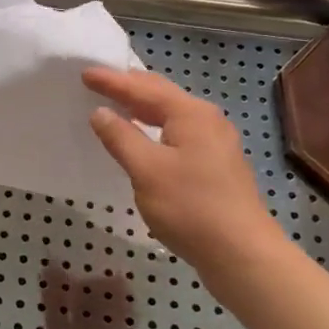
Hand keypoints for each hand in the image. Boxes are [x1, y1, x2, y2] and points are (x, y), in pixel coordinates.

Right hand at [84, 67, 283, 278]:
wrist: (243, 256)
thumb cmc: (191, 207)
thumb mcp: (146, 170)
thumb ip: (121, 137)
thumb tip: (101, 112)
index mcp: (190, 113)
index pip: (143, 88)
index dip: (112, 81)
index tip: (85, 72)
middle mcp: (207, 120)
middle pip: (161, 95)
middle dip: (129, 87)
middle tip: (99, 82)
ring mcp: (216, 143)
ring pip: (172, 115)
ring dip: (143, 108)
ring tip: (117, 104)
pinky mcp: (217, 166)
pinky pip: (178, 133)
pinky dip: (155, 128)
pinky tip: (144, 139)